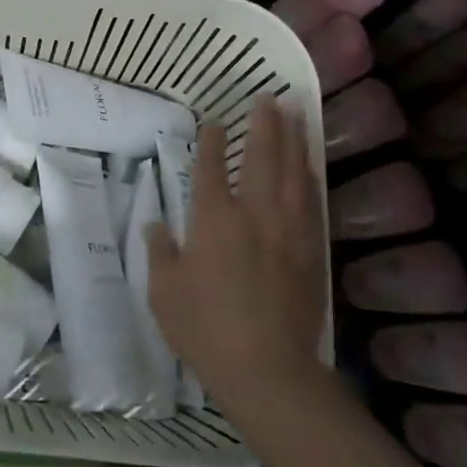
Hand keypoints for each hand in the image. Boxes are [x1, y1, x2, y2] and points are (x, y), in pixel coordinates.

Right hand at [146, 98, 330, 421]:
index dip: (213, 140)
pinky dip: (309, 174)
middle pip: (263, 157)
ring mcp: (288, 229)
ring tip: (295, 114)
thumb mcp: (164, 293)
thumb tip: (155, 225)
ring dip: (293, 139)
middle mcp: (254, 214)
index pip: (212, 167)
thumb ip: (160, 252)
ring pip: (294, 172)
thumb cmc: (205, 330)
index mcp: (214, 220)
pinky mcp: (311, 249)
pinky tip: (309, 164)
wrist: (268, 369)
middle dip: (264, 124)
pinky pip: (312, 200)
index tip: (214, 120)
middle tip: (268, 97)